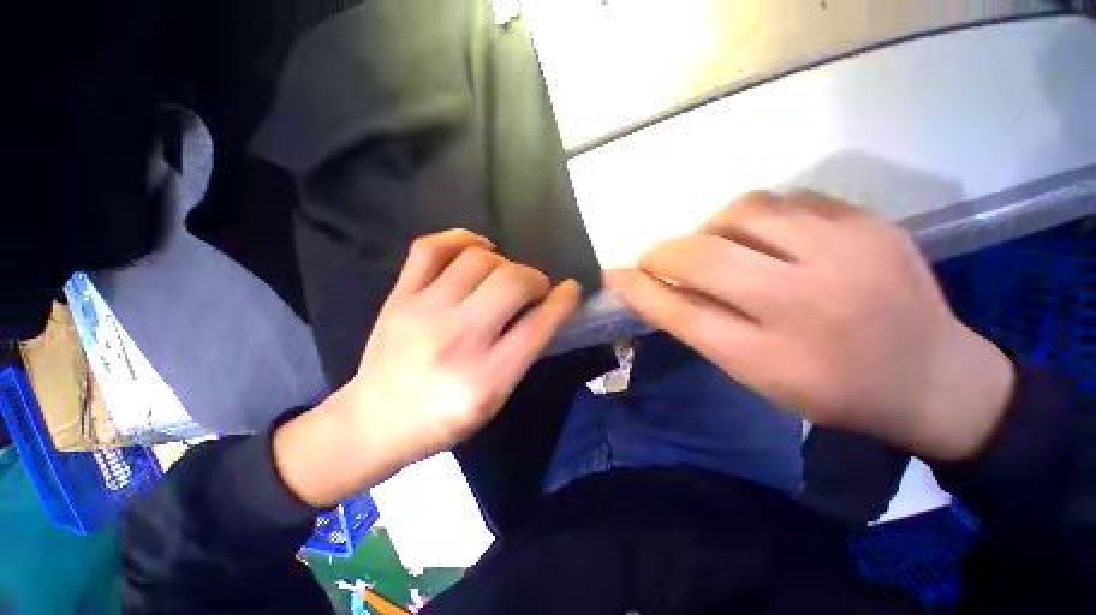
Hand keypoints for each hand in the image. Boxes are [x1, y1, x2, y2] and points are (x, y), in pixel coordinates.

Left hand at [275, 229, 579, 506]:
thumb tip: (543, 310)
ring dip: (505, 263)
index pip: (538, 326)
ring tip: (505, 275)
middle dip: (536, 278)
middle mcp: (457, 339)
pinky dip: (463, 239)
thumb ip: (522, 355)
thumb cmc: (443, 420)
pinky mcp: (400, 296)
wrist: (374, 422)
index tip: (571, 290)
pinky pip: (432, 247)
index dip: (563, 301)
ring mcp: (424, 311)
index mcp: (486, 379)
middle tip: (535, 288)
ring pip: (479, 259)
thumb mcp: (495, 401)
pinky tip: (477, 251)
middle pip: (512, 282)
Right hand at [606, 191, 1014, 460]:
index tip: (613, 274)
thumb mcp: (755, 374)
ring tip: (718, 247)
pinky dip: (758, 217)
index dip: (639, 289)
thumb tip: (652, 287)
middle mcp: (807, 301)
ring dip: (711, 227)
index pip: (681, 311)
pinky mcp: (871, 222)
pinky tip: (767, 239)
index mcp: (773, 356)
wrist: (933, 377)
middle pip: (704, 255)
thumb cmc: (832, 388)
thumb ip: (700, 325)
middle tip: (656, 259)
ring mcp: (847, 252)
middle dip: (663, 252)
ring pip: (744, 210)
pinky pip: (788, 201)